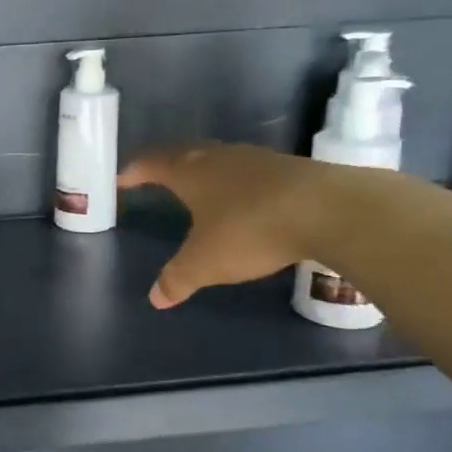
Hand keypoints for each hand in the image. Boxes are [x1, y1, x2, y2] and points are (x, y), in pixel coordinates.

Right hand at [117, 142, 327, 308]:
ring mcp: (256, 159)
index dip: (135, 170)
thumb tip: (155, 298)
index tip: (122, 177)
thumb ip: (178, 278)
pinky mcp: (288, 169)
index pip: (153, 163)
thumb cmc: (251, 229)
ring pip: (219, 159)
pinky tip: (243, 197)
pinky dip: (235, 181)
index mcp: (191, 172)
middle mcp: (219, 157)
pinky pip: (248, 170)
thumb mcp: (206, 262)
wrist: (329, 209)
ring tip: (197, 186)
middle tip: (154, 175)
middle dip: (166, 164)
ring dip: (203, 170)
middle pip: (184, 153)